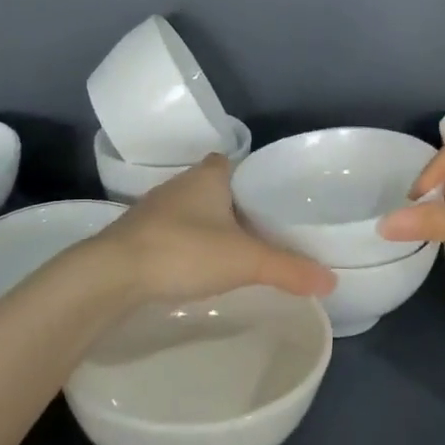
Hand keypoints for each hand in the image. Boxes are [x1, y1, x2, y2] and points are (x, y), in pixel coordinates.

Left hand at [95, 155, 336, 304]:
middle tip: (261, 230)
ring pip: (190, 212)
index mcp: (207, 176)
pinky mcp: (135, 237)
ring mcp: (152, 211)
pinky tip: (197, 268)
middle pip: (212, 188)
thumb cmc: (183, 250)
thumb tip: (332, 282)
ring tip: (235, 251)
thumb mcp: (246, 260)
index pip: (232, 163)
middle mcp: (178, 185)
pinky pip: (171, 234)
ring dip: (208, 227)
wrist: (112, 275)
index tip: (270, 200)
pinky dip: (187, 246)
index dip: (250, 177)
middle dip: (233, 205)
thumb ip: (289, 269)